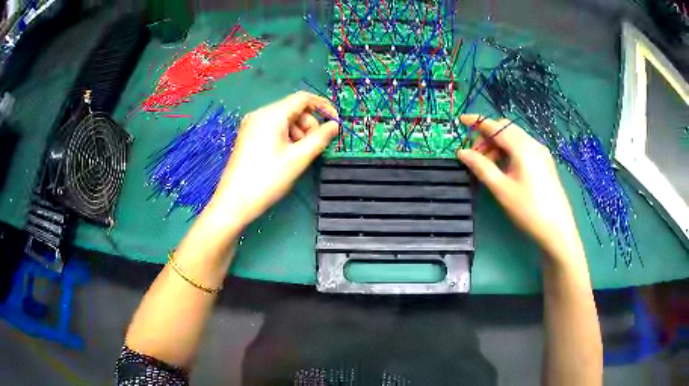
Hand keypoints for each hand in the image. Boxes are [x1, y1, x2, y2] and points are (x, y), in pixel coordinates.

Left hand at [205, 91, 338, 228]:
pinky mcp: (248, 136)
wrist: (234, 202)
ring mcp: (252, 125)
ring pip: (284, 119)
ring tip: (300, 155)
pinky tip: (287, 155)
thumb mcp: (298, 158)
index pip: (303, 98)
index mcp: (271, 115)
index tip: (335, 122)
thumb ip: (320, 138)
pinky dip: (286, 136)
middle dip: (309, 124)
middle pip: (293, 109)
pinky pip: (273, 128)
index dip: (322, 106)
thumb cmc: (267, 179)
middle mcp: (260, 114)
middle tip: (314, 146)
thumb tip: (334, 125)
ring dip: (298, 132)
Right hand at [457, 115, 581, 260]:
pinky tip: (505, 169)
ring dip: (498, 145)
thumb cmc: (528, 210)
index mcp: (522, 147)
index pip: (496, 126)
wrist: (558, 230)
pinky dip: (509, 151)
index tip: (461, 121)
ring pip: (514, 139)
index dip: (477, 122)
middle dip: (487, 137)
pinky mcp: (545, 162)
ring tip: (489, 166)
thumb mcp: (502, 189)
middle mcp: (533, 144)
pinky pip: (523, 148)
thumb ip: (481, 167)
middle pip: (506, 129)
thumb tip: (462, 152)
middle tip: (475, 156)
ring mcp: (541, 153)